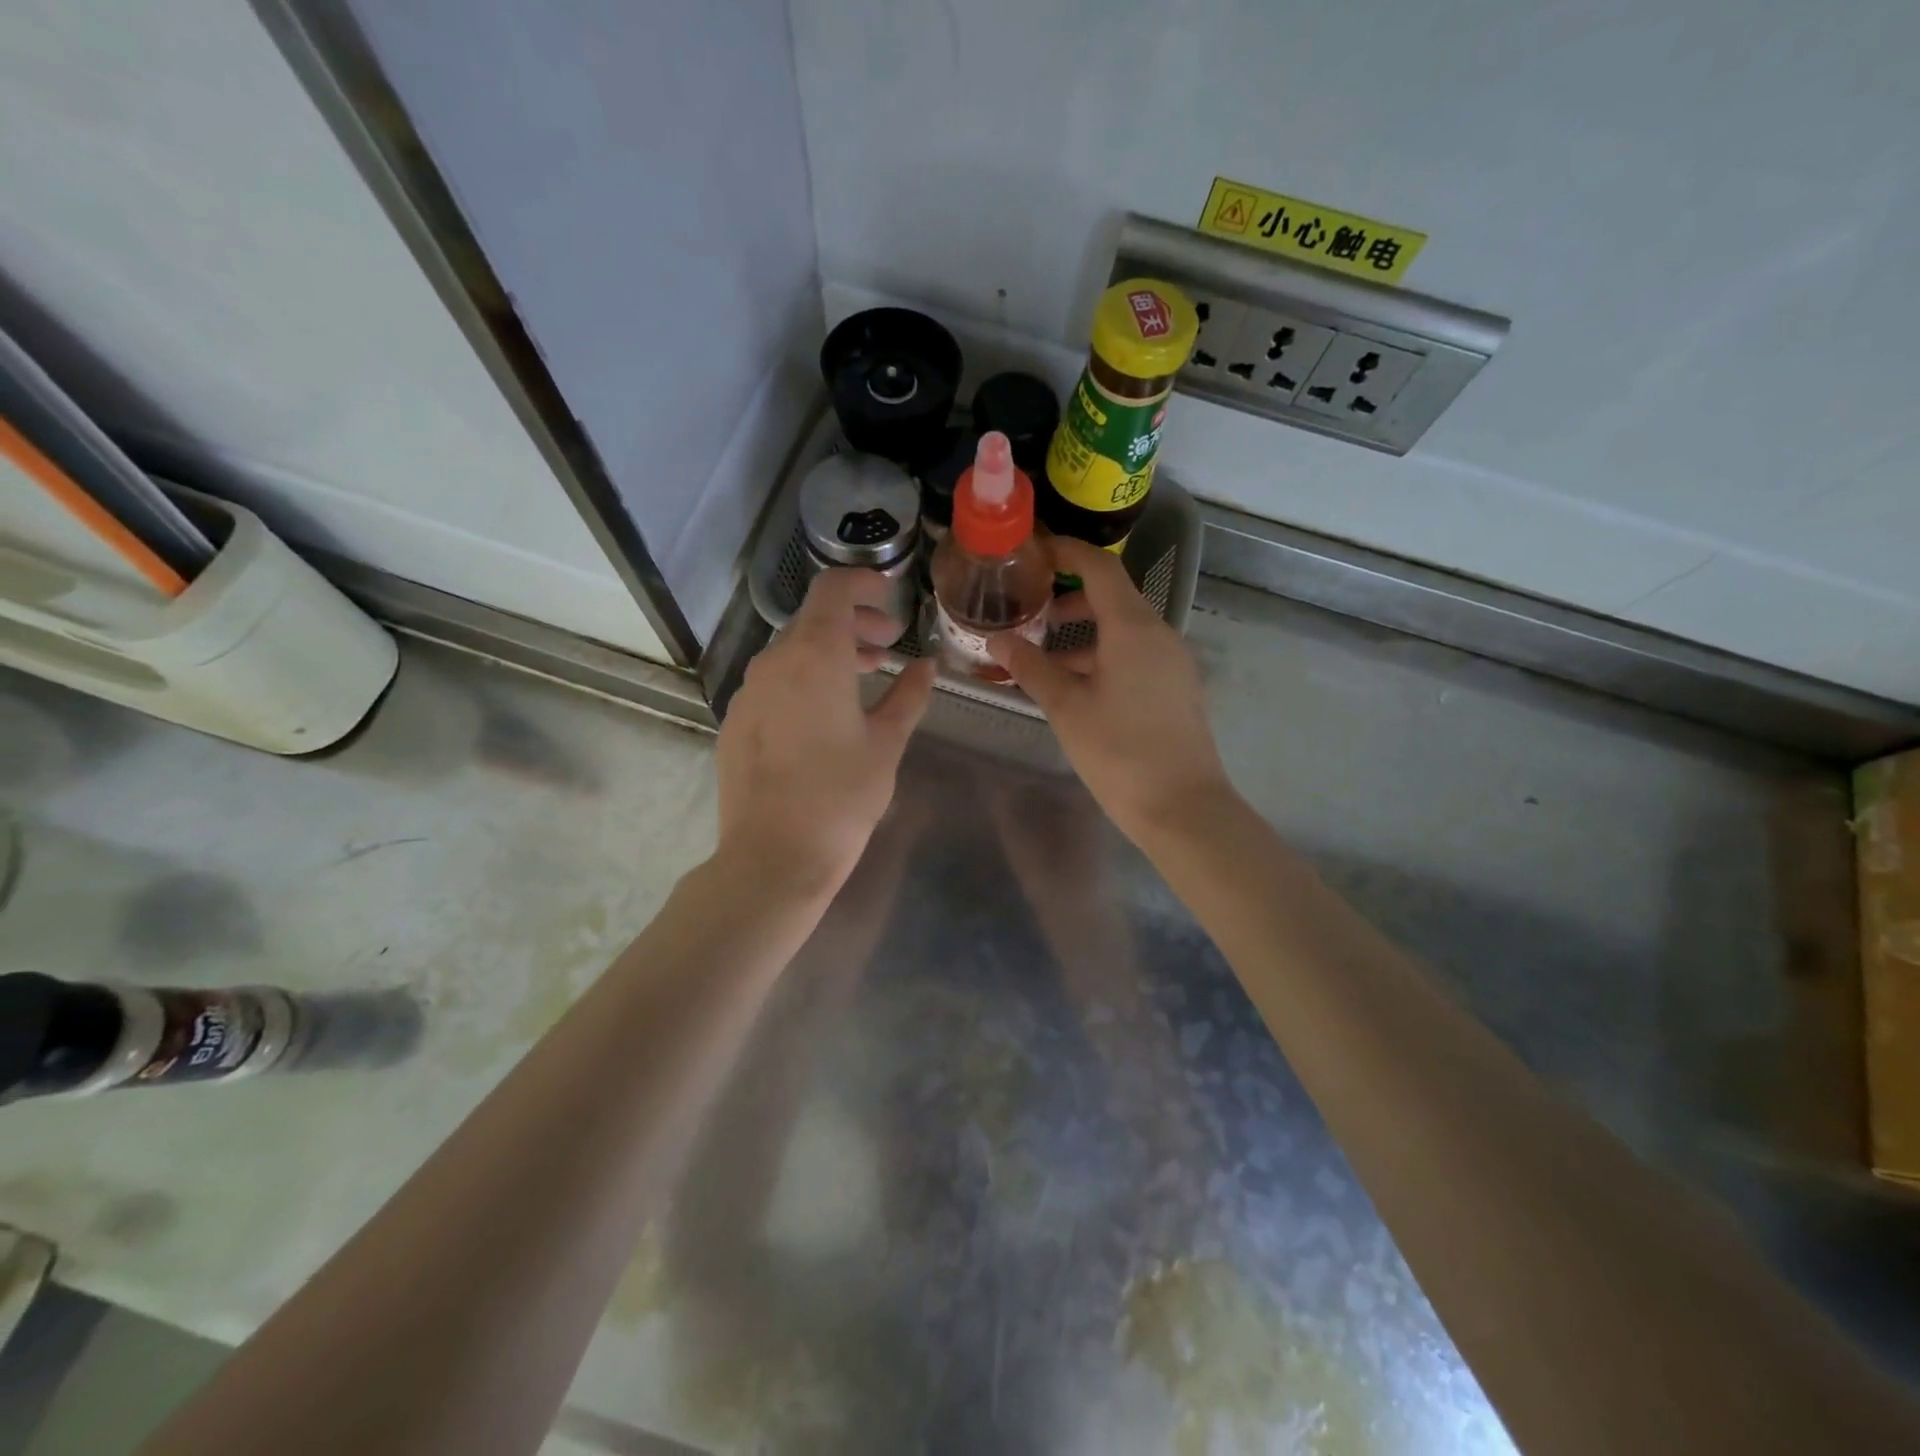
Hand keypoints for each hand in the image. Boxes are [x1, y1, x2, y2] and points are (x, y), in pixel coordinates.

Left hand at [716, 570, 935, 897]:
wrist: (773, 857)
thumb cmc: (841, 796)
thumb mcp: (886, 743)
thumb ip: (908, 696)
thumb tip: (927, 666)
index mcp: (814, 655)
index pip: (833, 589)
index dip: (864, 581)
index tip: (891, 595)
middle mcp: (773, 662)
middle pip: (813, 620)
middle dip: (854, 624)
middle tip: (889, 644)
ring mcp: (748, 692)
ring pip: (792, 653)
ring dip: (830, 654)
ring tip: (864, 678)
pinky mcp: (736, 721)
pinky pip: (774, 683)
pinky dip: (804, 680)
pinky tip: (825, 715)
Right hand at [987, 537, 1231, 843]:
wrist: (1183, 808)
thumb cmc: (1120, 753)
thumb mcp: (1067, 709)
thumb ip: (1031, 668)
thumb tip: (996, 641)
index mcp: (1133, 628)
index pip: (1099, 567)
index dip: (1065, 551)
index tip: (1032, 552)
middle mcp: (1159, 634)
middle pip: (1111, 597)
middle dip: (1066, 601)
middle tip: (1026, 616)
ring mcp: (1172, 661)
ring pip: (1122, 630)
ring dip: (1082, 635)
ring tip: (1042, 659)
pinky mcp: (1176, 687)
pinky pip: (1135, 655)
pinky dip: (1102, 656)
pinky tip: (1075, 687)